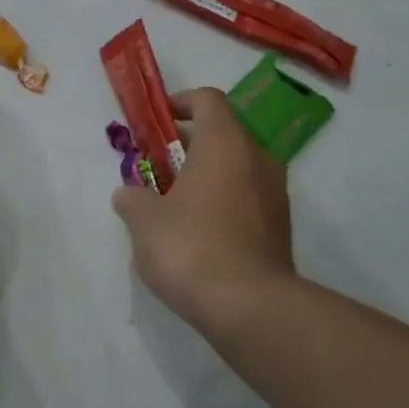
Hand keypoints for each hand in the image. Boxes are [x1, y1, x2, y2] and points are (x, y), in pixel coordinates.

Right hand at [112, 87, 294, 327]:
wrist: (250, 308)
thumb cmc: (191, 248)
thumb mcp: (144, 221)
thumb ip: (132, 198)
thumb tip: (128, 194)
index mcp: (225, 143)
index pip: (208, 99)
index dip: (180, 102)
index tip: (157, 121)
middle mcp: (256, 159)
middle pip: (223, 133)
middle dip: (188, 144)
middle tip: (156, 166)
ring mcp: (274, 194)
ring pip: (236, 167)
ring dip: (206, 174)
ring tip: (172, 203)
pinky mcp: (279, 226)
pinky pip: (246, 197)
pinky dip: (222, 200)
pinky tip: (197, 232)